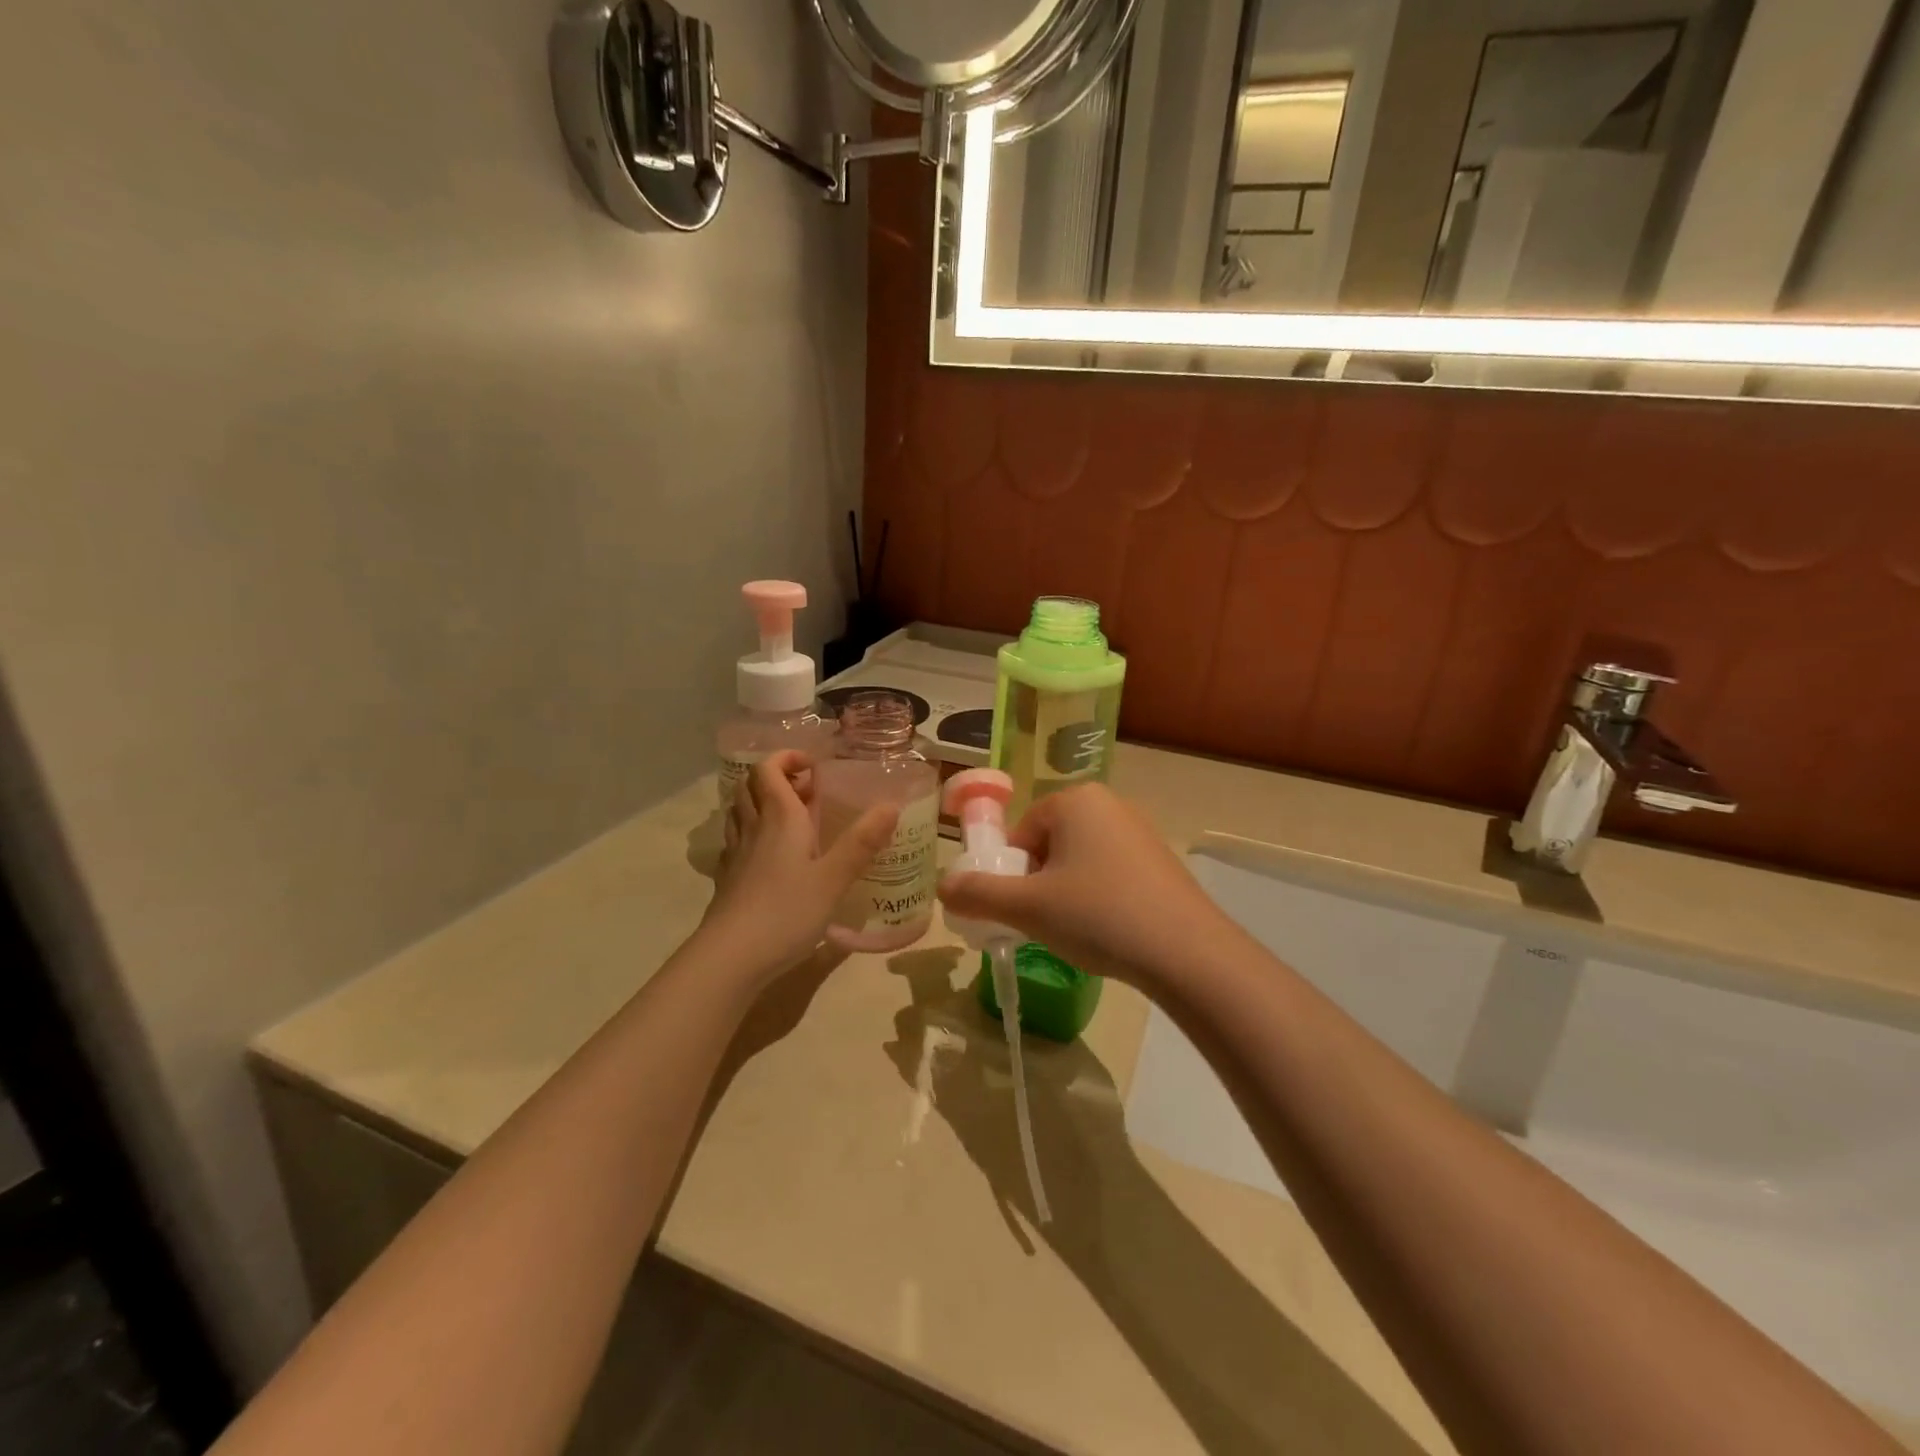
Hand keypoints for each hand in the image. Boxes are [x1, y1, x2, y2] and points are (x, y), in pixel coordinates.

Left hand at [703, 751, 897, 985]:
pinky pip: (736, 839)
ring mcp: (735, 853)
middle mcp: (753, 827)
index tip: (813, 767)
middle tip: (805, 791)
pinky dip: (751, 832)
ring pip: (739, 811)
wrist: (730, 957)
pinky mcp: (727, 879)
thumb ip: (862, 842)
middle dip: (775, 777)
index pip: (769, 769)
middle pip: (750, 785)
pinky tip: (769, 854)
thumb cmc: (786, 911)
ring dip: (760, 802)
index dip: (787, 759)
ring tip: (789, 816)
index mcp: (779, 818)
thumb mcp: (834, 878)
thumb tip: (891, 805)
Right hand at [936, 784, 1235, 992]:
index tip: (1017, 909)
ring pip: (1080, 861)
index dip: (1011, 872)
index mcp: (1075, 800)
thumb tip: (943, 886)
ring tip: (1076, 932)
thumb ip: (978, 894)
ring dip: (1066, 893)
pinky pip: (1111, 873)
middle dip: (1038, 883)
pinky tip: (1108, 931)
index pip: (1021, 831)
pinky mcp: (1161, 861)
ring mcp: (1140, 831)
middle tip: (1043, 923)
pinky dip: (1099, 898)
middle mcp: (1109, 804)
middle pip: (1049, 844)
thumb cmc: (1098, 915)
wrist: (1187, 952)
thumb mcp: (1028, 907)